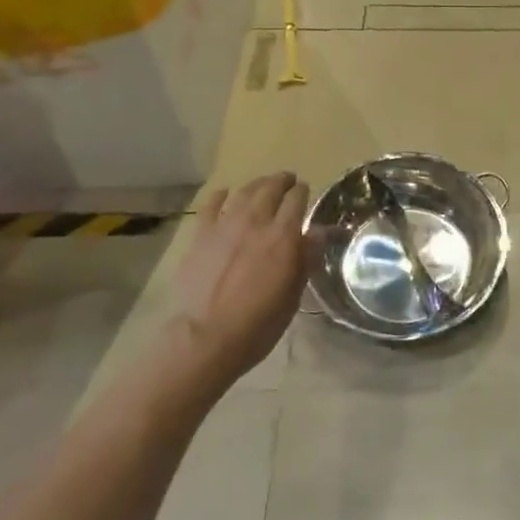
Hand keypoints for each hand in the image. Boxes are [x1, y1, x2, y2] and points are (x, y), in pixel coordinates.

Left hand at [167, 173, 309, 385]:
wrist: (205, 338)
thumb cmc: (258, 323)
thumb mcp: (293, 294)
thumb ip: (305, 258)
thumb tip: (319, 232)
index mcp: (283, 235)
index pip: (297, 199)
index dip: (303, 191)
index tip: (305, 191)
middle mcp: (255, 221)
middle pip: (271, 188)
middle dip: (282, 181)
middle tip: (287, 181)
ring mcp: (225, 225)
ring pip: (244, 192)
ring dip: (256, 184)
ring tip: (262, 185)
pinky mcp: (200, 235)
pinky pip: (211, 205)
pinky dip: (220, 196)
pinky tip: (224, 194)